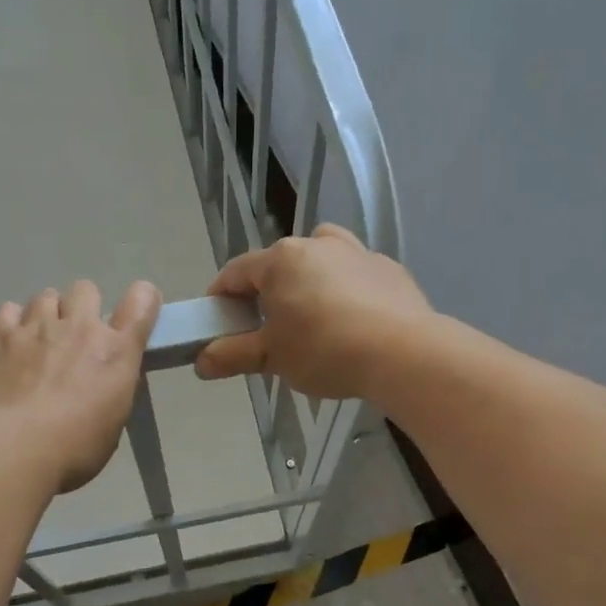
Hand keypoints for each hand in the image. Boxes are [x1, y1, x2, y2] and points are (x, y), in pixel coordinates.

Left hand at [0, 279, 162, 492]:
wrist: (11, 449)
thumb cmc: (72, 449)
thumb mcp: (113, 422)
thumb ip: (112, 388)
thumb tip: (103, 380)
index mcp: (115, 352)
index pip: (141, 303)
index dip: (142, 300)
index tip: (136, 311)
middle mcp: (79, 327)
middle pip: (86, 289)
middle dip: (82, 307)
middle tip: (73, 336)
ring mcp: (36, 326)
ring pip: (45, 296)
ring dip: (46, 314)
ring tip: (36, 342)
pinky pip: (7, 310)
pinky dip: (10, 323)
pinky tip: (7, 344)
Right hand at [194, 225, 434, 400]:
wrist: (404, 353)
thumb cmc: (325, 350)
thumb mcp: (272, 358)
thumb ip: (232, 355)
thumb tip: (201, 361)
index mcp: (280, 260)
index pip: (235, 273)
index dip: (220, 298)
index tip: (218, 324)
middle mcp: (317, 244)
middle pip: (279, 264)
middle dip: (267, 293)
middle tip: (267, 330)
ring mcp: (357, 252)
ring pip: (320, 260)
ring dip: (309, 282)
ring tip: (313, 319)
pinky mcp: (389, 269)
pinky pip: (355, 275)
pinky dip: (345, 291)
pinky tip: (354, 323)